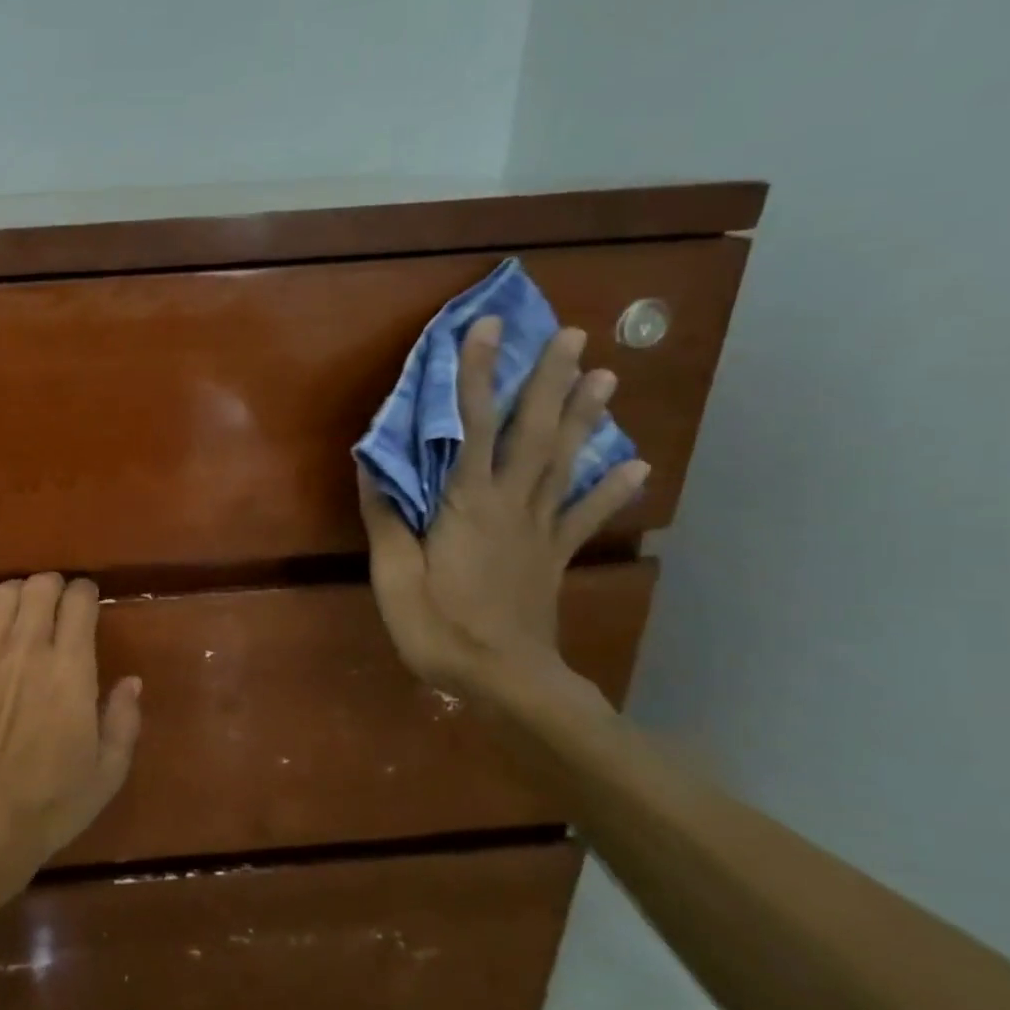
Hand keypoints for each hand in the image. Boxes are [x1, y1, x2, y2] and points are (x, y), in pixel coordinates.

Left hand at [0, 573, 142, 894]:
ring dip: (19, 593)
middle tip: (58, 604)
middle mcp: (29, 649)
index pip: (79, 601)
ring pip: (3, 592)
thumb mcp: (108, 770)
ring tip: (24, 611)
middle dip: (54, 586)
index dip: (86, 592)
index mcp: (71, 670)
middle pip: (40, 586)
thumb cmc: (52, 801)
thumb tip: (131, 680)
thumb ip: (124, 719)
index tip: (89, 601)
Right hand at [357, 316, 648, 699]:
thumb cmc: (439, 628)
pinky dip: (613, 490)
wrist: (504, 680)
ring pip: (565, 462)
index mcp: (468, 504)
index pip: (473, 426)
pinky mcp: (554, 555)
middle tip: (575, 335)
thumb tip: (372, 467)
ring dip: (585, 418)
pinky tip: (637, 467)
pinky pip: (586, 517)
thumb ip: (386, 519)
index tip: (487, 329)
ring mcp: (540, 529)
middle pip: (534, 433)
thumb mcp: (394, 576)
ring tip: (608, 377)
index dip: (478, 375)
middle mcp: (511, 504)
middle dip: (550, 381)